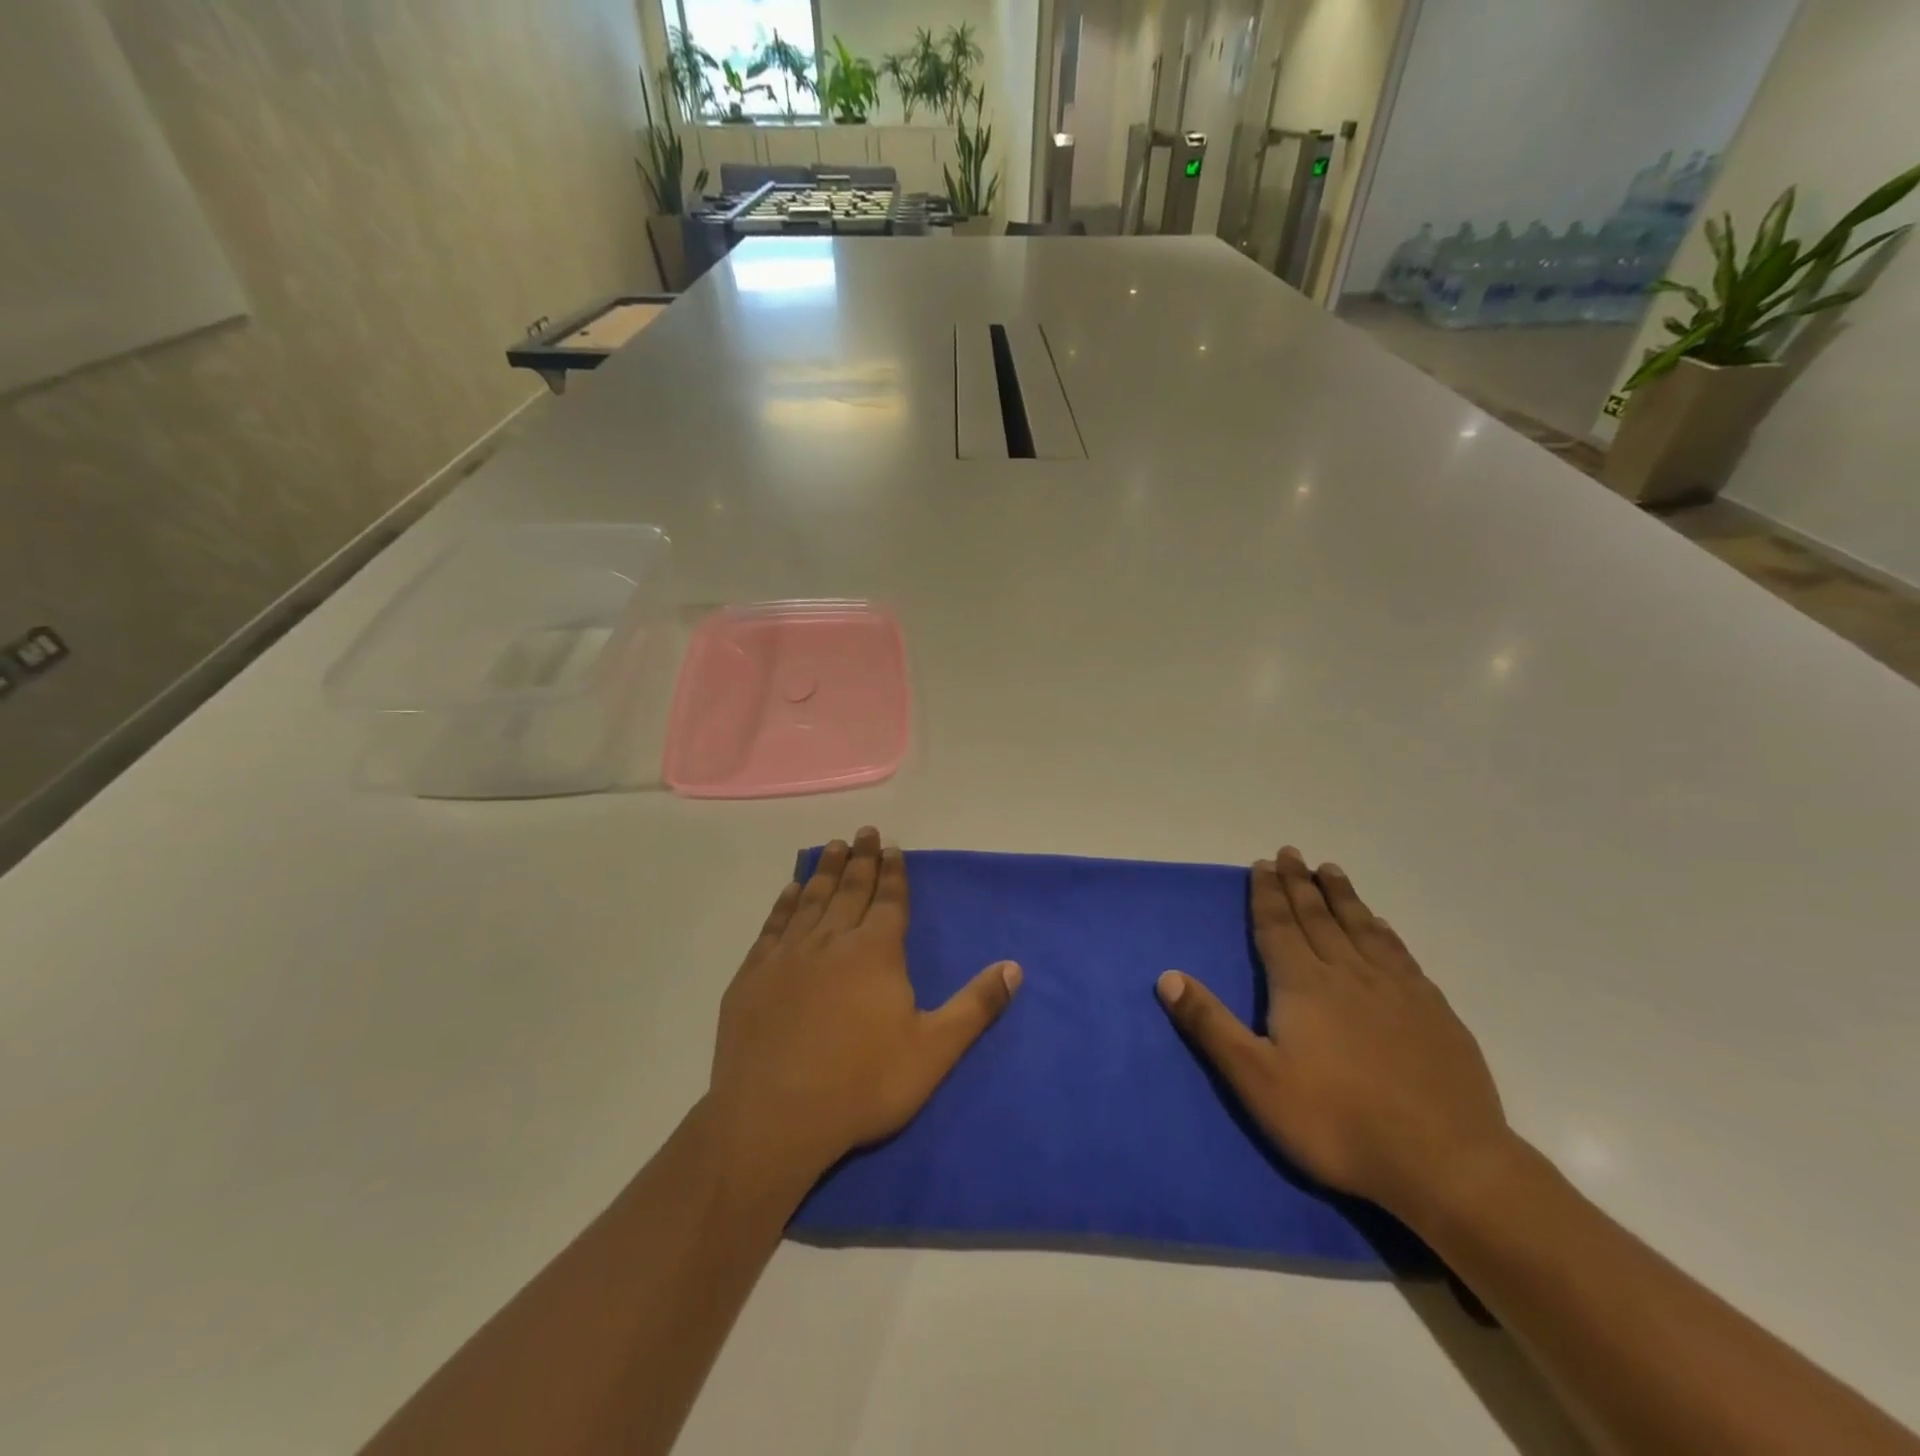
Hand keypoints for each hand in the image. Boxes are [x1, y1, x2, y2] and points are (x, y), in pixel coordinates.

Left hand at [706, 827, 1020, 1187]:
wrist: (773, 1118)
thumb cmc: (862, 1084)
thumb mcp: (933, 1051)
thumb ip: (976, 1006)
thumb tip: (1015, 967)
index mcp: (876, 951)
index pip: (889, 901)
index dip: (893, 873)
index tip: (891, 847)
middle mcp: (832, 940)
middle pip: (851, 889)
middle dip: (860, 859)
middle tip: (864, 831)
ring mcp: (788, 954)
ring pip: (812, 899)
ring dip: (825, 870)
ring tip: (833, 846)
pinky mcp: (754, 974)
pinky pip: (774, 925)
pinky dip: (785, 903)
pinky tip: (790, 891)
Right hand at [1156, 847, 1512, 1221]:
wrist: (1446, 1164)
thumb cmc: (1337, 1123)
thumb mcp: (1257, 1080)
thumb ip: (1211, 1025)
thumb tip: (1167, 976)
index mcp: (1303, 985)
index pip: (1278, 926)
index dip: (1266, 894)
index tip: (1262, 864)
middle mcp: (1348, 974)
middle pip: (1318, 917)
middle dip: (1300, 884)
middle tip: (1291, 853)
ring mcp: (1397, 990)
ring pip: (1362, 928)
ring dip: (1342, 896)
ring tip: (1330, 870)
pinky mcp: (1434, 1012)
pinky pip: (1400, 954)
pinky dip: (1384, 931)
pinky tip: (1381, 925)